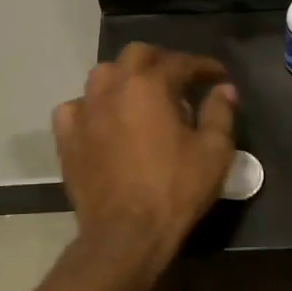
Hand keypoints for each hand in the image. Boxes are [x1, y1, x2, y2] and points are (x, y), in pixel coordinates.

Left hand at [53, 44, 237, 270]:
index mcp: (150, 86)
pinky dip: (91, 107)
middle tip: (180, 80)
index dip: (203, 66)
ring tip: (142, 95)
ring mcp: (84, 112)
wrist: (126, 234)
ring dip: (125, 78)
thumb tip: (224, 89)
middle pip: (136, 55)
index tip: (219, 76)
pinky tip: (103, 119)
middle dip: (161, 61)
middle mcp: (113, 88)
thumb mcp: (214, 152)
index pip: (180, 62)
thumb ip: (220, 113)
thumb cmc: (175, 190)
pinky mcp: (67, 138)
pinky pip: (75, 108)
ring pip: (102, 76)